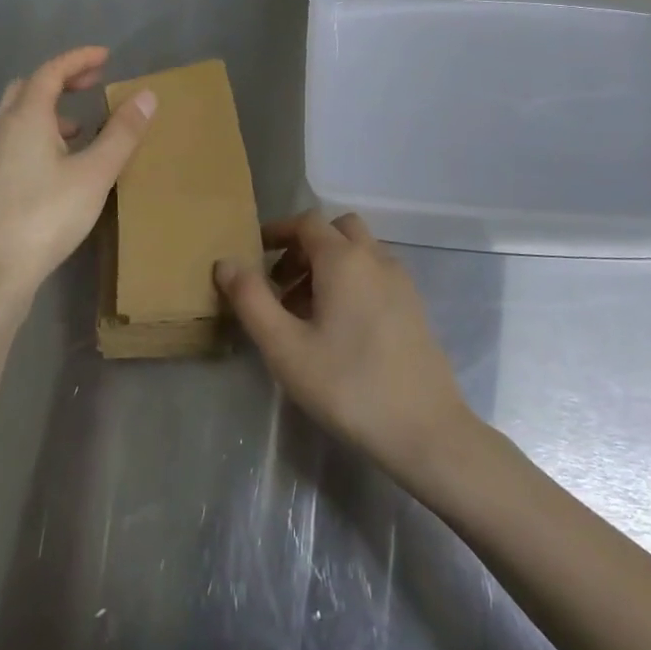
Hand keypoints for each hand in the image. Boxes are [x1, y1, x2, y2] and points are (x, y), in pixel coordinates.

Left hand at [0, 47, 155, 312]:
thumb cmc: (49, 214)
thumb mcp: (96, 172)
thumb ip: (123, 132)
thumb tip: (147, 95)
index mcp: (26, 117)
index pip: (51, 71)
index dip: (78, 59)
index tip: (107, 56)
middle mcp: (2, 127)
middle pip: (29, 86)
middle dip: (62, 79)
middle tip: (94, 83)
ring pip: (16, 112)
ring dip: (47, 106)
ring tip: (80, 125)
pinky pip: (12, 135)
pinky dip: (36, 130)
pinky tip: (56, 158)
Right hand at [215, 212, 475, 484]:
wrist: (424, 428)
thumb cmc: (347, 385)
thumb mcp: (285, 347)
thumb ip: (252, 300)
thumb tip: (225, 262)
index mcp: (344, 259)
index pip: (307, 222)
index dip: (279, 231)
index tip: (255, 253)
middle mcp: (376, 258)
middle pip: (337, 230)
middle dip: (305, 246)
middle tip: (281, 283)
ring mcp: (400, 280)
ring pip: (359, 252)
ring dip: (329, 264)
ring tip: (304, 311)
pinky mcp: (414, 305)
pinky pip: (376, 273)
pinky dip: (352, 280)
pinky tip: (340, 327)